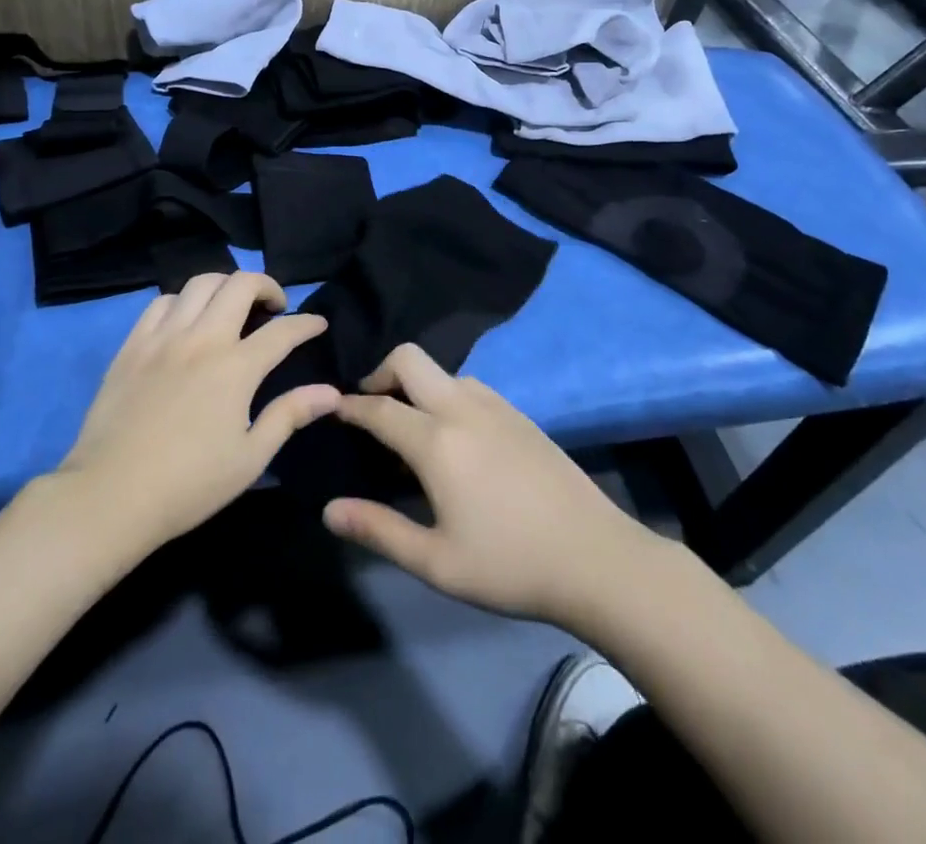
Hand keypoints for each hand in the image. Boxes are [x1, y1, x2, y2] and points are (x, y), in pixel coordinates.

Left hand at [52, 272, 338, 551]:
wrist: (109, 496)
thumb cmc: (188, 484)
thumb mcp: (250, 458)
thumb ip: (289, 415)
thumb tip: (331, 392)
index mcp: (236, 368)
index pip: (283, 331)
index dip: (307, 323)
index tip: (318, 324)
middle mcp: (202, 339)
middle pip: (240, 285)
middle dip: (266, 286)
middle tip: (274, 307)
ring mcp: (163, 337)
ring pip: (200, 283)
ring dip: (225, 286)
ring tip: (232, 307)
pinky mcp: (132, 344)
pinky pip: (162, 302)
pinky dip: (183, 301)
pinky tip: (187, 321)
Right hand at [322, 344, 655, 626]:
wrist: (596, 558)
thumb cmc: (509, 565)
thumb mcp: (436, 561)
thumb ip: (378, 530)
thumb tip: (328, 509)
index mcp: (436, 441)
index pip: (379, 408)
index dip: (350, 406)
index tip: (331, 407)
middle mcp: (462, 408)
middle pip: (409, 359)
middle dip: (380, 373)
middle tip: (370, 407)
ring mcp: (496, 406)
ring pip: (442, 371)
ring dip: (417, 385)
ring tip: (412, 428)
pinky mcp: (519, 414)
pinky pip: (470, 386)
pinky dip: (446, 395)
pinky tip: (456, 437)